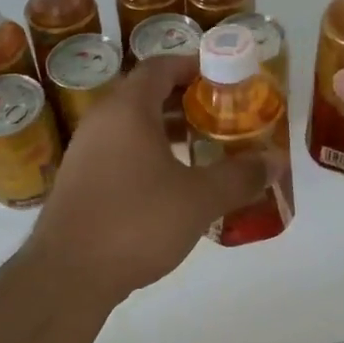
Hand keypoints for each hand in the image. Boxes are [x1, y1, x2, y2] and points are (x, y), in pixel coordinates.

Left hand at [31, 56, 273, 300]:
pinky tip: (171, 182)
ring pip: (132, 124)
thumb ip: (240, 176)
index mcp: (128, 108)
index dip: (194, 66)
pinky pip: (119, 149)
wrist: (67, 276)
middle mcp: (102, 119)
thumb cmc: (136, 222)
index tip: (224, 79)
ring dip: (166, 129)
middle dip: (186, 100)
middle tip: (221, 114)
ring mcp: (85, 150)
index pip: (161, 66)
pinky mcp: (79, 179)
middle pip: (146, 93)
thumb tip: (276, 162)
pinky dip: (147, 152)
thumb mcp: (199, 199)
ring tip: (203, 147)